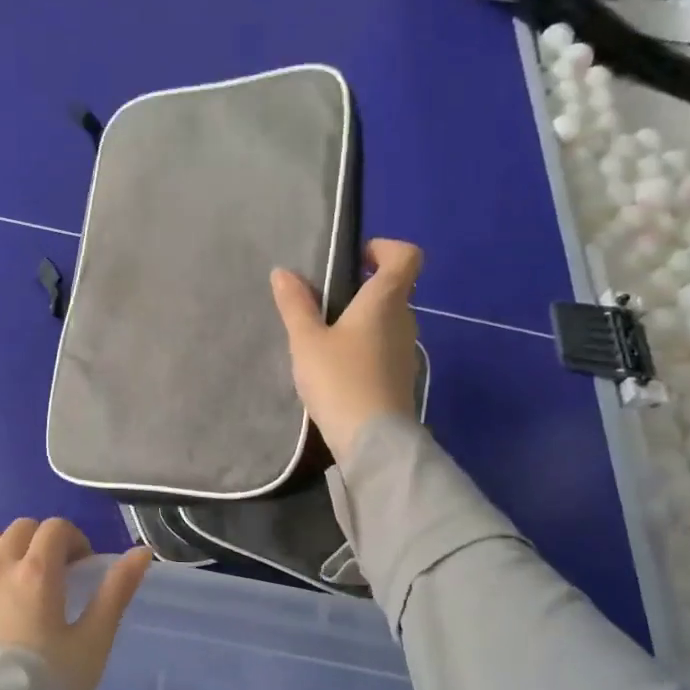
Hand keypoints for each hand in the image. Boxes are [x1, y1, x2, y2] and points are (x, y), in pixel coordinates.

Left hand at [0, 519, 152, 689]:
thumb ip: (116, 592)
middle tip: (57, 575)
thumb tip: (141, 552)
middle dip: (42, 542)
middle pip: (20, 529)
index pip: (55, 528)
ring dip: (10, 553)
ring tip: (22, 588)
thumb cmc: (46, 686)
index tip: (83, 566)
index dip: (74, 539)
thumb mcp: (92, 642)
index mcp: (35, 571)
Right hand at [270, 238, 424, 463]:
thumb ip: (295, 304)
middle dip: (361, 287)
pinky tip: (335, 366)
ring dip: (360, 320)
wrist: (372, 440)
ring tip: (323, 336)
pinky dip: (363, 346)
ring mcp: (406, 350)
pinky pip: (383, 347)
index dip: (383, 248)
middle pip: (392, 288)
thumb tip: (284, 272)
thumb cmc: (340, 379)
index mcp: (385, 300)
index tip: (354, 260)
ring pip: (386, 320)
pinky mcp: (400, 377)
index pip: (406, 256)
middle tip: (323, 301)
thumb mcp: (307, 340)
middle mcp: (404, 319)